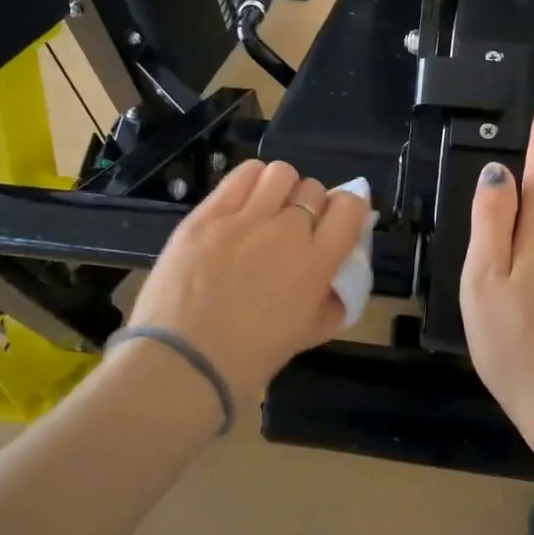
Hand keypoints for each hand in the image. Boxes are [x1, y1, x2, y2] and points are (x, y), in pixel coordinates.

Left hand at [126, 160, 371, 399]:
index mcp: (317, 262)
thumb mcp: (308, 334)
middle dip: (311, 205)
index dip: (347, 210)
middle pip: (313, 188)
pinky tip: (243, 202)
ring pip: (280, 173)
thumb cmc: (248, 357)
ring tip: (267, 209)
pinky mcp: (208, 213)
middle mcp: (287, 231)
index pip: (351, 206)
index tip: (335, 224)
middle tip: (294, 229)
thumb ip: (333, 300)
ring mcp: (245, 217)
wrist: (182, 361)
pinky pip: (241, 175)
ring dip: (282, 188)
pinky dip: (251, 181)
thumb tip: (338, 275)